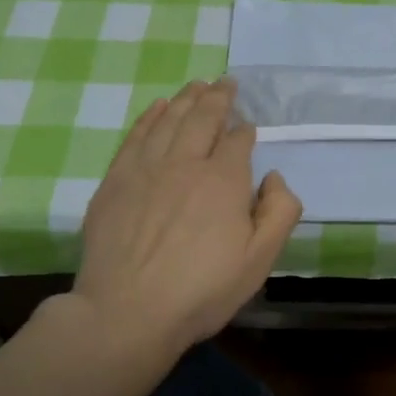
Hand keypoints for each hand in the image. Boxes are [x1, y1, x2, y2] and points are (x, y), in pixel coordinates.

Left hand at [72, 78, 300, 355]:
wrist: (126, 313)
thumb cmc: (201, 290)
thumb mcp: (260, 260)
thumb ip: (280, 212)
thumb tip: (273, 177)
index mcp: (224, 180)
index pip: (238, 140)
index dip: (245, 130)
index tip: (248, 128)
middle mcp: (185, 162)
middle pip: (203, 117)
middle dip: (218, 97)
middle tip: (225, 82)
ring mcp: (146, 168)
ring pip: (169, 120)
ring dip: (186, 98)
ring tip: (196, 84)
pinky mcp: (116, 181)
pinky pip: (136, 136)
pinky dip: (149, 117)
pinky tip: (157, 107)